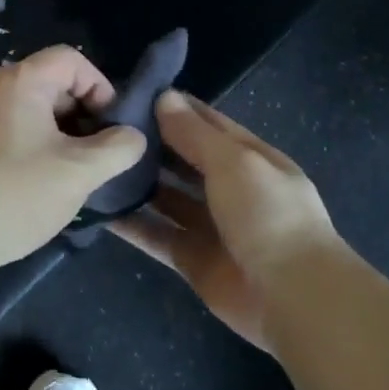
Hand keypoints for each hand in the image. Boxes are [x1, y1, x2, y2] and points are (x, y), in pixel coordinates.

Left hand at [0, 45, 147, 272]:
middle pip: (56, 86)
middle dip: (87, 118)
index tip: (114, 128)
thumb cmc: (14, 193)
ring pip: (39, 116)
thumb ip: (117, 148)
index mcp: (22, 81)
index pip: (72, 60)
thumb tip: (133, 137)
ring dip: (66, 141)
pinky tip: (48, 189)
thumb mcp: (78, 171)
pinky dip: (41, 153)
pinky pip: (19, 136)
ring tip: (79, 177)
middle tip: (102, 157)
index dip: (102, 87)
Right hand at [111, 91, 337, 350]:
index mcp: (250, 158)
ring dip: (138, 184)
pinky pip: (156, 236)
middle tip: (102, 130)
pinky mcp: (192, 259)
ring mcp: (210, 226)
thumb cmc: (268, 214)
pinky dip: (131, 225)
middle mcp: (230, 188)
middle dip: (150, 145)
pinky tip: (99, 210)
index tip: (131, 94)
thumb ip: (195, 133)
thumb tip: (165, 97)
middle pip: (184, 160)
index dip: (174, 108)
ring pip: (167, 198)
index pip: (207, 123)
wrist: (292, 295)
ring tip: (96, 166)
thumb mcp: (234, 161)